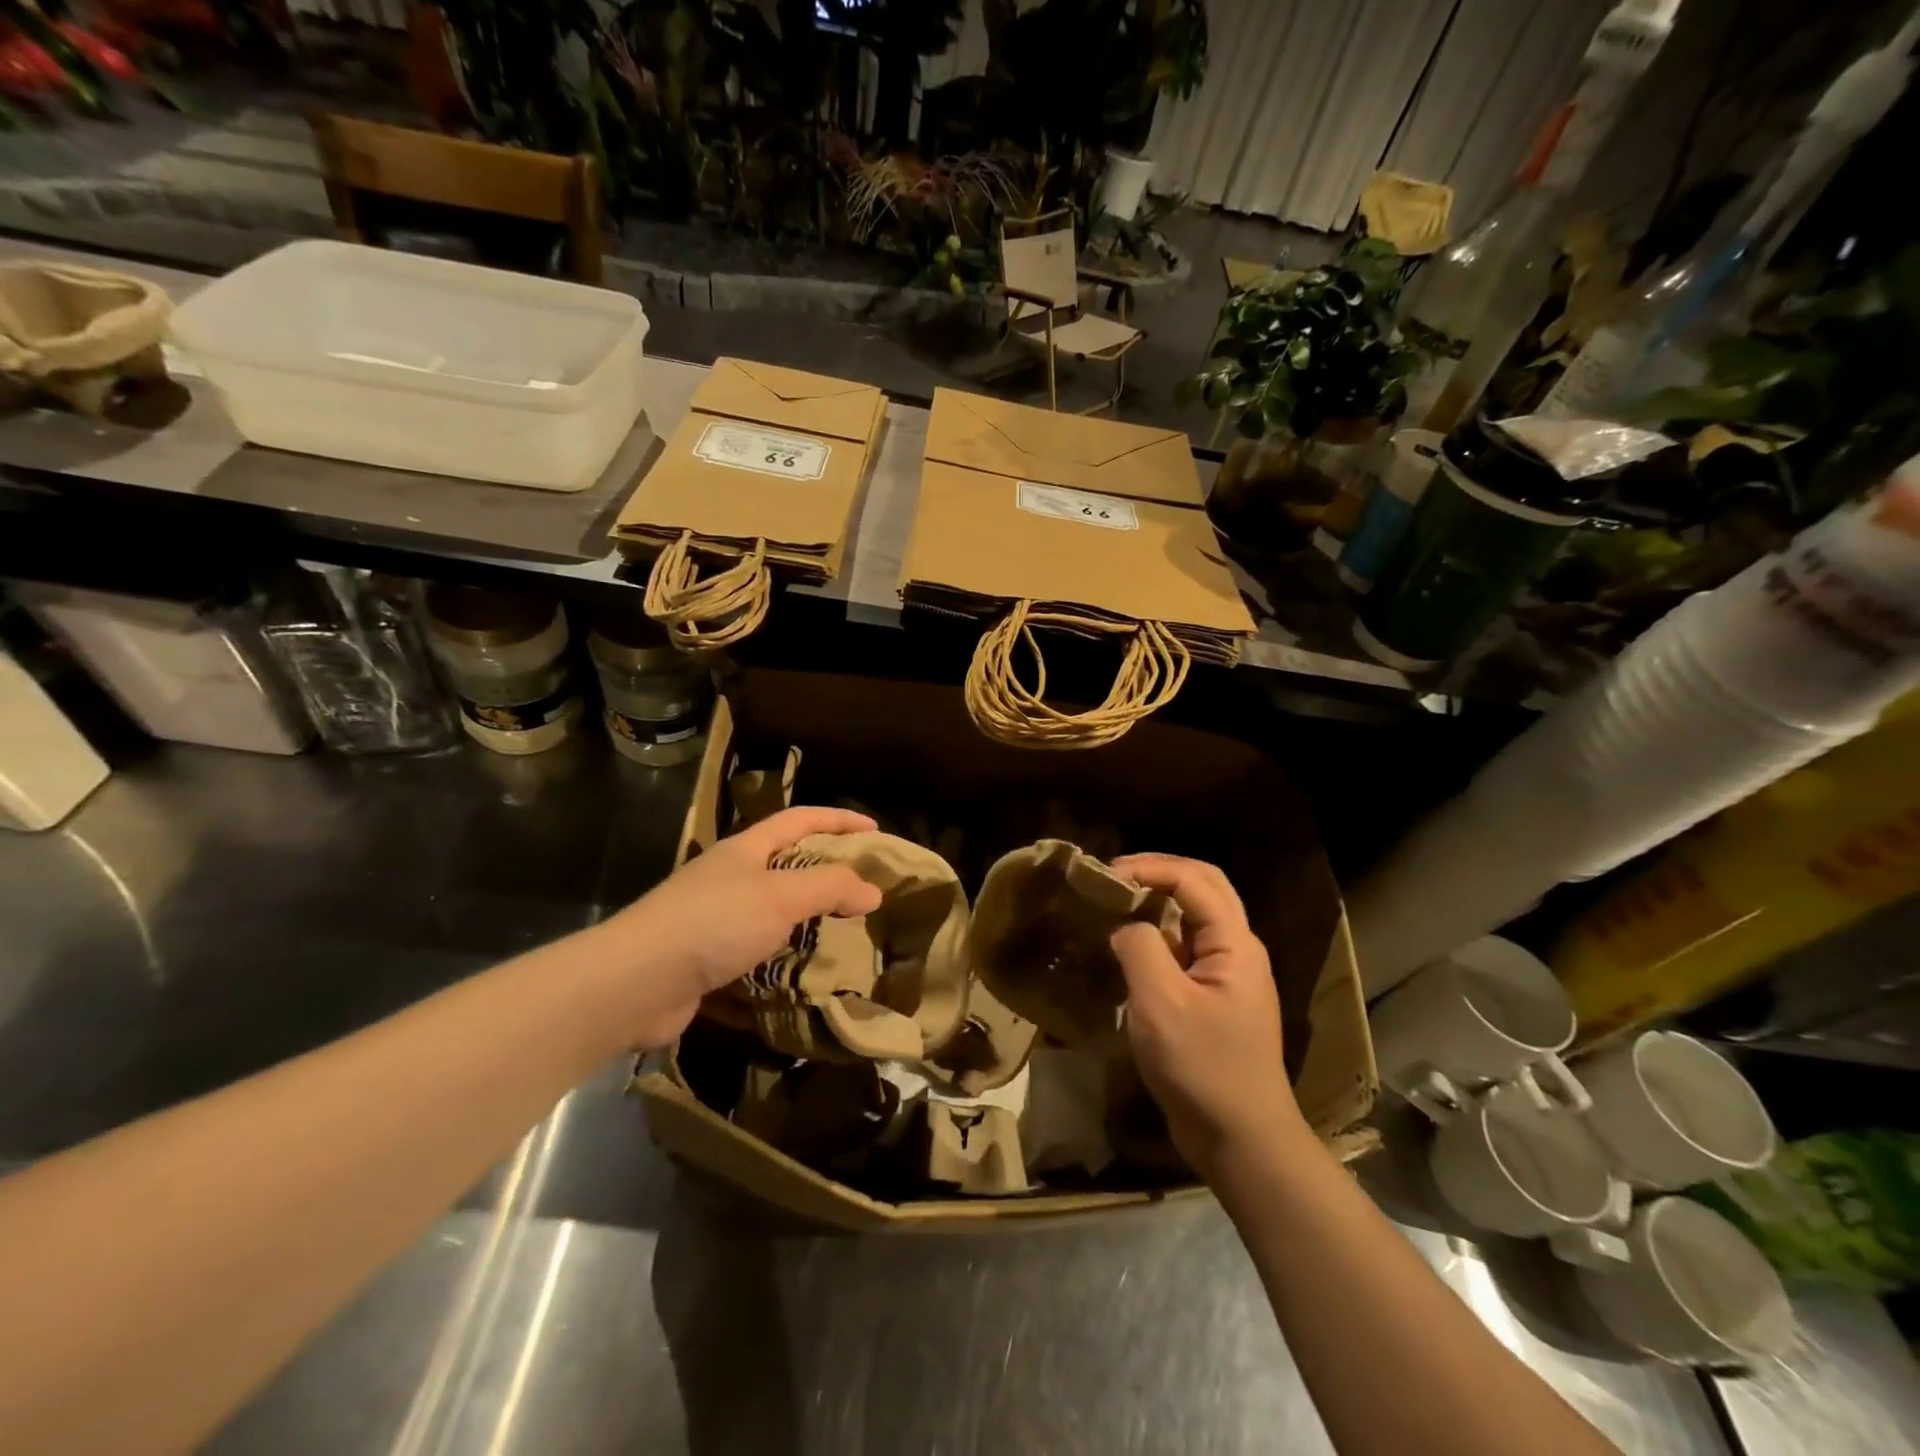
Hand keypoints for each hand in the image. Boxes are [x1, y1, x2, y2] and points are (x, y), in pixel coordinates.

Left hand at [607, 806, 882, 1046]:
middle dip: (827, 870)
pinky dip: (784, 955)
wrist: (636, 982)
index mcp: (746, 849)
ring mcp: (716, 918)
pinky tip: (804, 971)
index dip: (839, 820)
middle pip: (788, 862)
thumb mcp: (781, 896)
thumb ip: (830, 887)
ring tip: (844, 931)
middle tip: (865, 887)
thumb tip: (873, 890)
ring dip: (807, 916)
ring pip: (774, 909)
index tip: (875, 831)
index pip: (800, 820)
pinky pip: (759, 949)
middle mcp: (730, 876)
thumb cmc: (714, 923)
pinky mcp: (708, 958)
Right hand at [1109, 853, 1303, 1176]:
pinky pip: (1185, 948)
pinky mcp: (1213, 998)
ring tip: (1116, 902)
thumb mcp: (1161, 1003)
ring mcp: (1227, 975)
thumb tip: (1124, 926)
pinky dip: (1157, 934)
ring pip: (1195, 916)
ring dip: (1158, 900)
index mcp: (1235, 944)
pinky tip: (1127, 945)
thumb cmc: (1202, 1068)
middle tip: (1114, 875)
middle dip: (1159, 872)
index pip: (1193, 880)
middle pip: (1203, 887)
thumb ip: (1140, 948)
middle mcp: (1237, 950)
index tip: (1106, 874)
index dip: (1150, 868)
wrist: (1241, 1141)